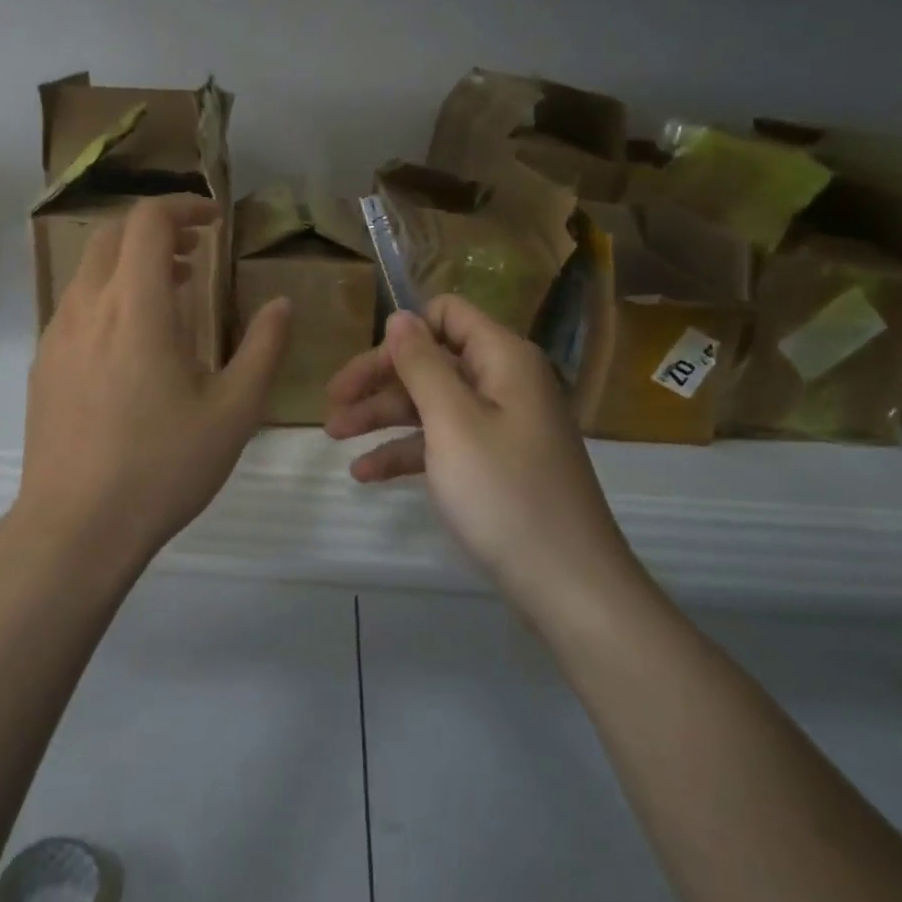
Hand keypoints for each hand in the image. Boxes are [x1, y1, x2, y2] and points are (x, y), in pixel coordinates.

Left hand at [19, 196, 291, 575]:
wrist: (75, 529)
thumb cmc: (163, 466)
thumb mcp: (234, 411)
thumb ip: (264, 348)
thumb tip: (282, 304)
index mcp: (137, 307)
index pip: (148, 220)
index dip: (183, 206)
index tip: (215, 221)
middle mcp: (89, 306)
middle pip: (112, 233)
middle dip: (157, 228)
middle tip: (197, 251)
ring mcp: (57, 333)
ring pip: (90, 267)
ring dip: (132, 261)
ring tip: (173, 291)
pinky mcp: (43, 362)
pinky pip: (77, 303)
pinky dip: (110, 293)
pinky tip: (134, 340)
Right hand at [325, 297, 640, 613]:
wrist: (569, 587)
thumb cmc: (505, 493)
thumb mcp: (453, 421)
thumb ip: (421, 364)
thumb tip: (400, 316)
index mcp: (503, 358)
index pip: (447, 314)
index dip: (403, 332)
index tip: (363, 365)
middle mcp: (504, 382)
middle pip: (432, 360)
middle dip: (379, 379)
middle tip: (331, 403)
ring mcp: (502, 425)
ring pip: (432, 403)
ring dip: (383, 415)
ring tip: (334, 436)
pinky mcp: (496, 464)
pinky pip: (444, 442)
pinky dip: (406, 451)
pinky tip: (365, 473)